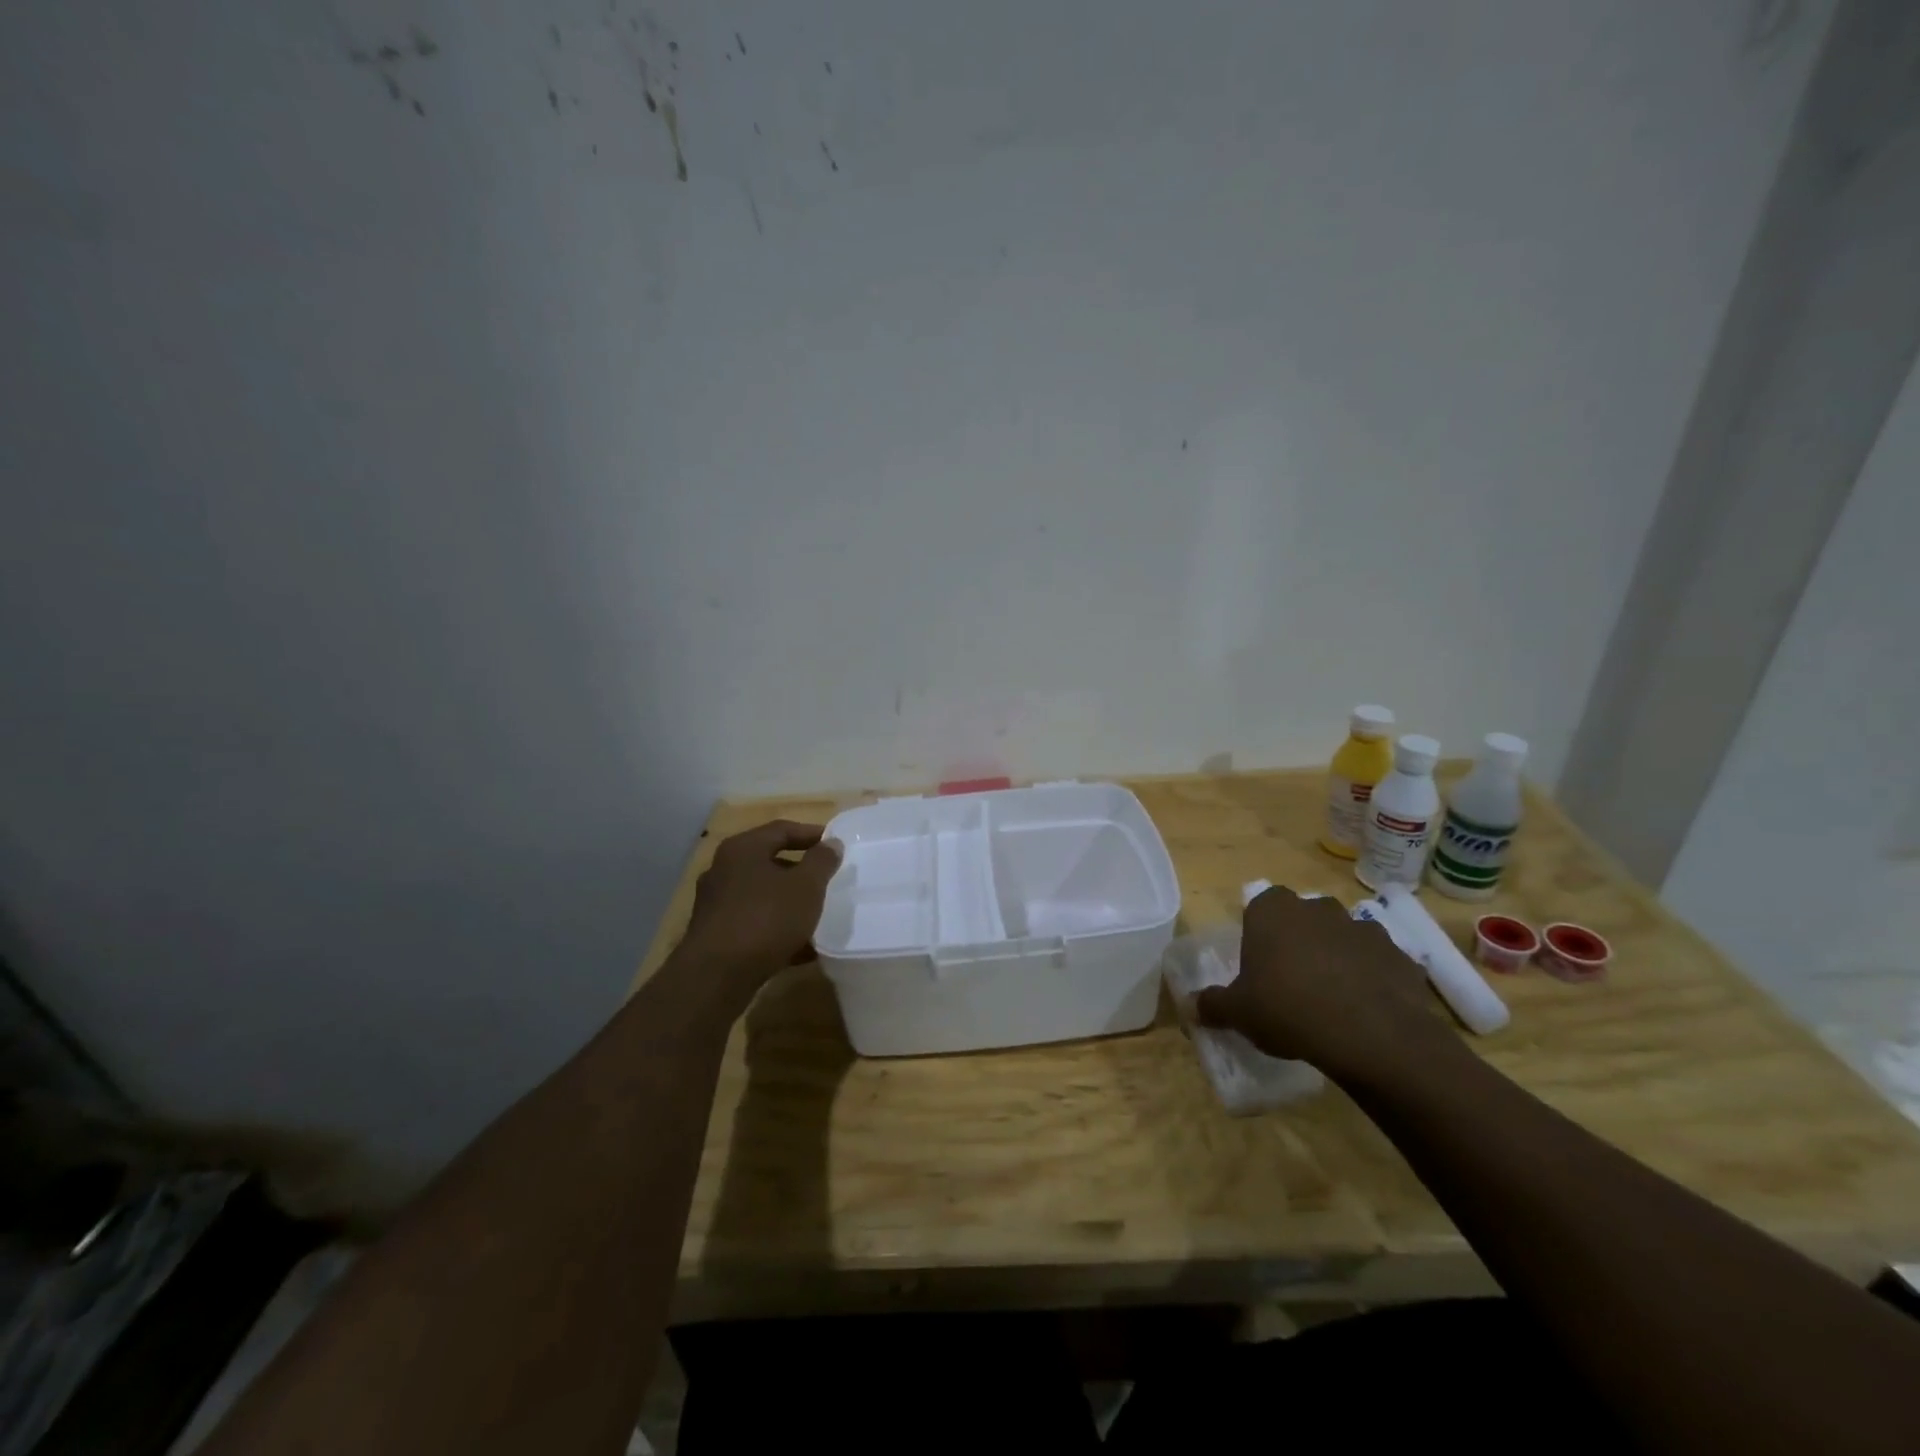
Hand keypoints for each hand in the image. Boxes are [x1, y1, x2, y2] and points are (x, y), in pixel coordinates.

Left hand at [679, 821, 842, 993]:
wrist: (716, 977)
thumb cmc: (766, 919)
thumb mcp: (806, 886)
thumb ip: (822, 861)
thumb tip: (831, 843)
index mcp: (743, 849)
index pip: (782, 829)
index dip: (812, 834)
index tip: (835, 845)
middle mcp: (723, 870)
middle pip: (769, 861)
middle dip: (801, 871)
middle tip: (827, 879)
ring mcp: (716, 903)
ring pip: (762, 895)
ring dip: (790, 902)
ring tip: (818, 915)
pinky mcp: (715, 934)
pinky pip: (754, 923)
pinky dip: (777, 929)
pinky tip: (802, 948)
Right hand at [1197, 887, 1456, 1081]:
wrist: (1372, 1035)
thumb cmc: (1288, 1009)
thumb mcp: (1239, 1012)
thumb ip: (1212, 1004)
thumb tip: (1189, 1006)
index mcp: (1273, 910)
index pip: (1260, 906)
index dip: (1260, 933)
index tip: (1259, 964)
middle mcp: (1317, 908)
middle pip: (1303, 917)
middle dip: (1299, 940)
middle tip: (1292, 980)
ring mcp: (1362, 928)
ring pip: (1342, 937)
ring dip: (1337, 957)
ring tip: (1331, 997)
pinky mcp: (1399, 955)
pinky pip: (1377, 962)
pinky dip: (1371, 978)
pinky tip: (1365, 1009)